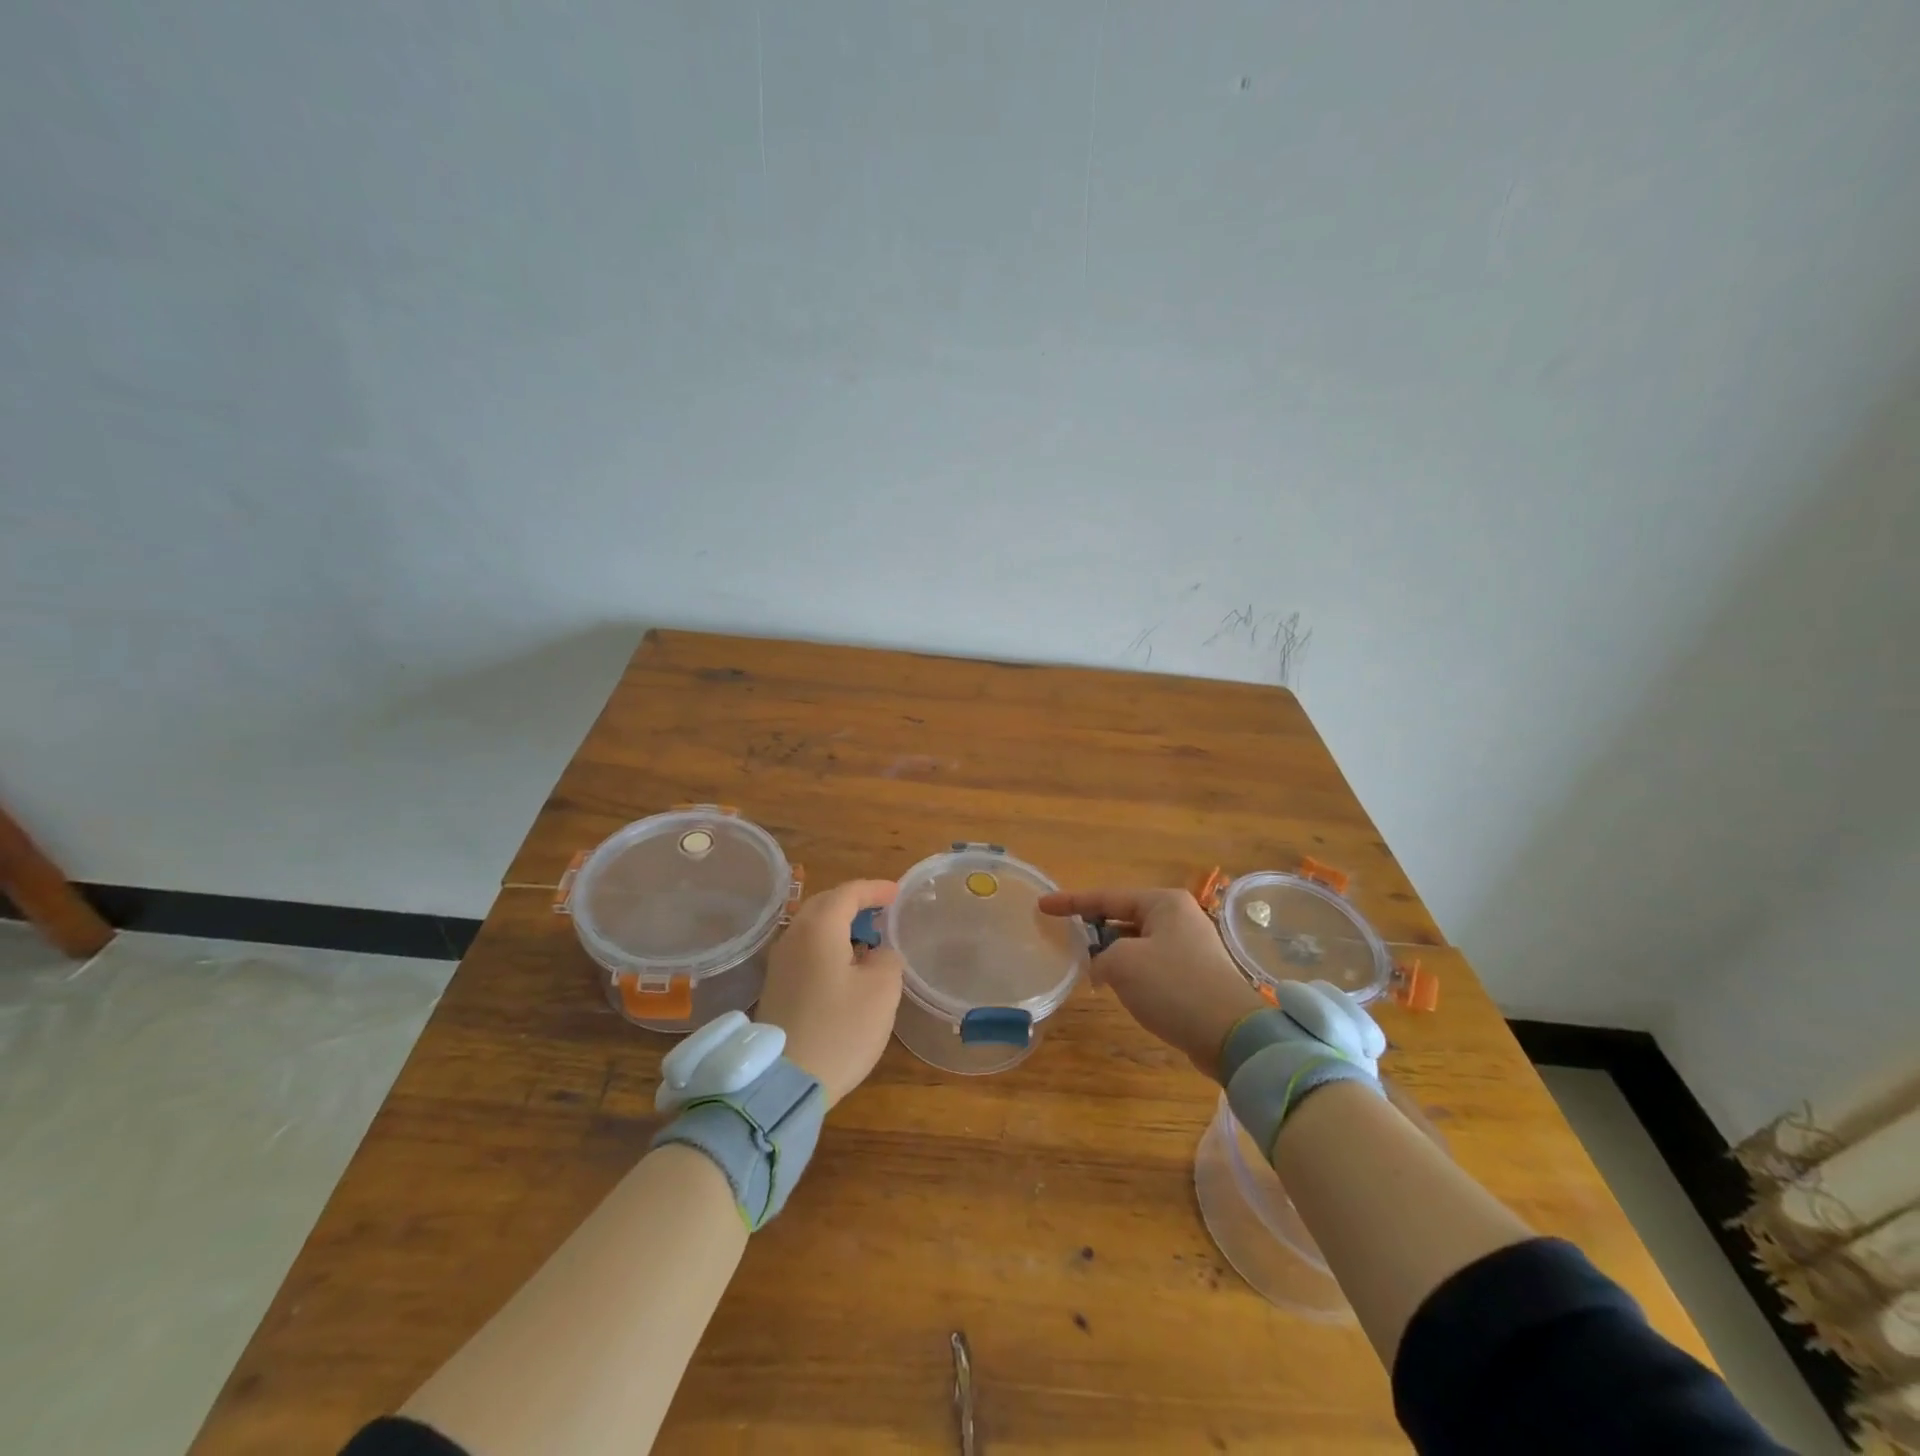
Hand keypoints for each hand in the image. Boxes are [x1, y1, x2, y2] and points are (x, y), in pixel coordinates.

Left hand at [757, 879, 904, 1107]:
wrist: (783, 1082)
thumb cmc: (839, 1030)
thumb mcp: (882, 991)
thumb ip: (887, 959)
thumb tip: (877, 953)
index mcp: (819, 928)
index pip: (848, 893)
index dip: (875, 889)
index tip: (897, 893)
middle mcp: (793, 936)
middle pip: (824, 904)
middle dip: (853, 902)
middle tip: (881, 910)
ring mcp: (779, 963)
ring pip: (811, 928)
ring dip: (839, 925)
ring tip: (866, 937)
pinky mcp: (775, 987)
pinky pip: (805, 950)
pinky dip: (827, 945)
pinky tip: (844, 966)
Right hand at [1038, 886, 1264, 1079]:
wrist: (1231, 1034)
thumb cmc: (1173, 986)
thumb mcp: (1122, 964)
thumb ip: (1099, 957)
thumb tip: (1102, 968)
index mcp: (1163, 902)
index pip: (1106, 896)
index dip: (1070, 902)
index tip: (1042, 905)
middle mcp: (1179, 916)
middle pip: (1122, 916)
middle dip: (1093, 928)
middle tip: (1063, 936)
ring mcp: (1190, 946)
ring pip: (1136, 942)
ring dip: (1111, 952)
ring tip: (1085, 965)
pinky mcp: (1195, 974)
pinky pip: (1151, 963)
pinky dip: (1129, 970)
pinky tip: (1115, 986)